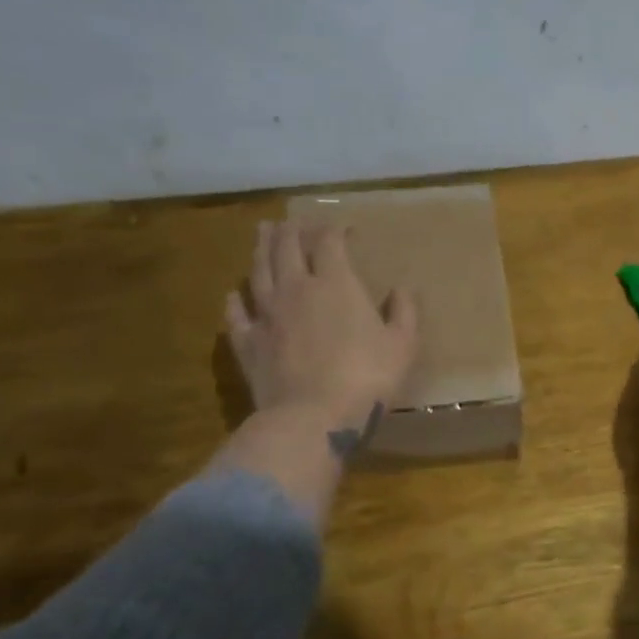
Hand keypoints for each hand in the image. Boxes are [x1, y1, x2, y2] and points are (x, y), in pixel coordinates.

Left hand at [227, 220, 419, 435]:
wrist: (312, 418)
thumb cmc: (366, 378)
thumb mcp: (402, 345)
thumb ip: (404, 312)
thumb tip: (403, 289)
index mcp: (336, 284)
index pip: (330, 242)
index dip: (335, 229)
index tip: (343, 226)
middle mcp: (296, 289)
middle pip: (287, 248)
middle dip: (291, 230)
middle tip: (291, 220)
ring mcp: (267, 315)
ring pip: (259, 272)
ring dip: (261, 250)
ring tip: (262, 233)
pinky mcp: (248, 343)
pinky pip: (237, 315)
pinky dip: (235, 301)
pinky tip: (234, 294)